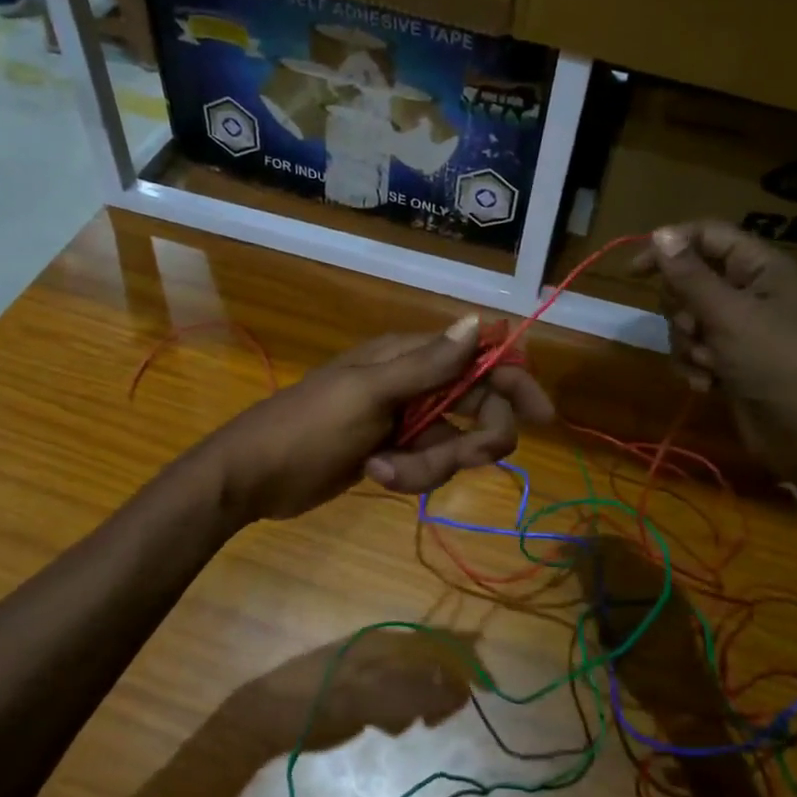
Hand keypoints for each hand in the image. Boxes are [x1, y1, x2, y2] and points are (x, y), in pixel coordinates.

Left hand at [201, 316, 554, 521]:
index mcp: (409, 357)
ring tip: (384, 470)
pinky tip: (375, 475)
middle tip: (462, 459)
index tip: (541, 415)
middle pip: (478, 406)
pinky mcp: (395, 452)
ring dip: (430, 466)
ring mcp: (405, 421)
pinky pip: (429, 464)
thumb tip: (480, 321)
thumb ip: (429, 364)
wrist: (255, 476)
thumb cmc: (308, 426)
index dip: (514, 381)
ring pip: (455, 443)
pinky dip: (410, 476)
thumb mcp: (369, 394)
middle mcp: (414, 383)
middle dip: (473, 438)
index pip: (479, 358)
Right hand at [632, 222, 796, 493]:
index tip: (634, 271)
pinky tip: (708, 385)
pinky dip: (694, 366)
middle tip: (695, 330)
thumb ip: (690, 275)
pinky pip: (694, 350)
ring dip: (687, 345)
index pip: (707, 236)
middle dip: (682, 310)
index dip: (670, 247)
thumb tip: (661, 233)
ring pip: (686, 320)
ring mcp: (740, 330)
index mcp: (760, 269)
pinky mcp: (731, 361)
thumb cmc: (776, 363)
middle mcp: (750, 293)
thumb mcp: (728, 315)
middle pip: (690, 281)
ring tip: (709, 365)